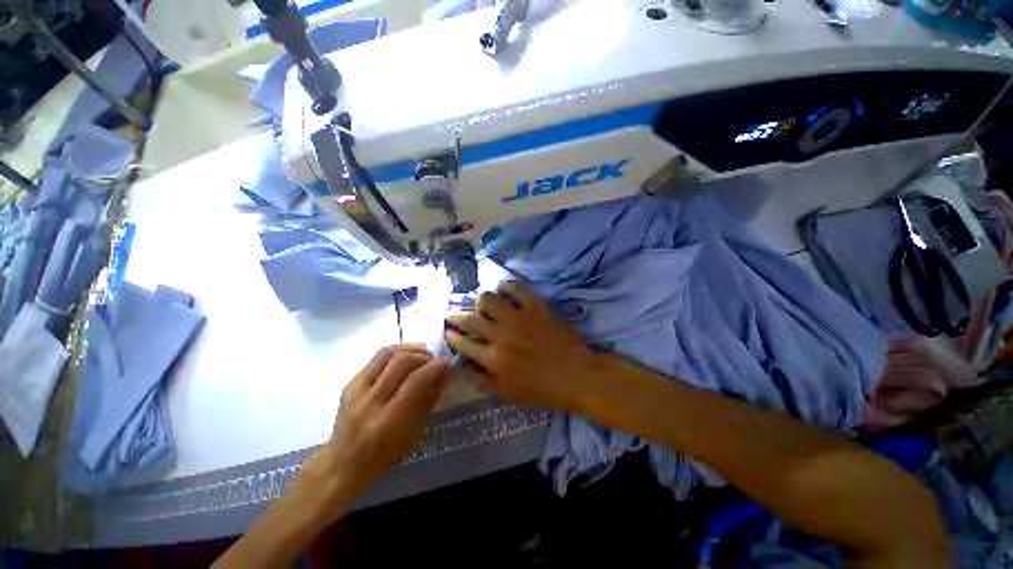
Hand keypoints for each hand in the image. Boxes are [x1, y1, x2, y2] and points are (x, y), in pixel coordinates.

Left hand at [296, 344, 450, 514]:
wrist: (342, 463)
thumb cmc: (384, 456)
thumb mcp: (414, 434)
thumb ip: (429, 400)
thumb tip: (444, 374)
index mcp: (388, 420)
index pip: (416, 381)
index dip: (436, 367)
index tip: (447, 365)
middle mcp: (371, 401)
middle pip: (401, 361)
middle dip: (424, 356)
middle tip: (435, 360)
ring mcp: (357, 390)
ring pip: (387, 354)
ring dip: (410, 349)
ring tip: (423, 353)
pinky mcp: (350, 383)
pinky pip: (376, 358)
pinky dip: (396, 351)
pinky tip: (406, 355)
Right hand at [444, 281, 597, 411]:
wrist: (577, 374)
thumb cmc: (543, 389)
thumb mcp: (507, 394)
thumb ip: (481, 380)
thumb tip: (461, 366)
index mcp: (493, 359)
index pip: (463, 344)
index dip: (452, 336)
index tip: (448, 331)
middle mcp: (500, 335)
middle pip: (470, 319)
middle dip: (456, 316)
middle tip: (454, 314)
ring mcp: (518, 317)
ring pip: (487, 299)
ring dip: (481, 300)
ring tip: (482, 303)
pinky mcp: (535, 306)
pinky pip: (516, 288)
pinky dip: (506, 286)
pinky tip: (504, 290)